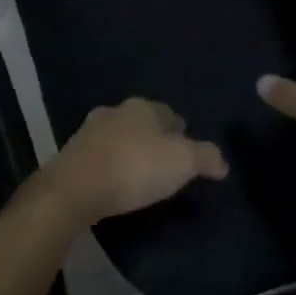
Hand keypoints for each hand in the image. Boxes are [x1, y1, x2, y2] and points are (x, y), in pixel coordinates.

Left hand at [42, 98, 228, 225]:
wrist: (75, 188)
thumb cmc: (135, 167)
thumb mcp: (183, 162)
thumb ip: (206, 157)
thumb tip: (223, 162)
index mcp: (144, 107)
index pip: (171, 115)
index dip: (183, 134)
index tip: (189, 155)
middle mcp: (117, 110)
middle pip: (144, 124)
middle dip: (154, 141)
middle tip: (166, 167)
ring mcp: (90, 131)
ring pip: (120, 138)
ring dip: (130, 152)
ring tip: (140, 178)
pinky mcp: (72, 155)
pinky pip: (101, 157)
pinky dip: (111, 166)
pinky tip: (115, 184)